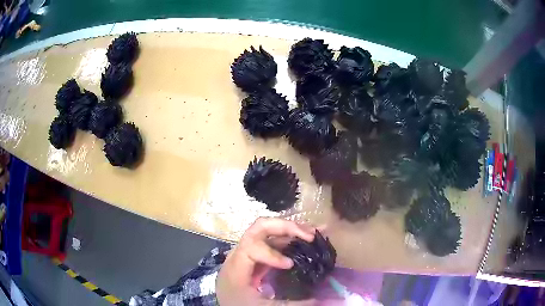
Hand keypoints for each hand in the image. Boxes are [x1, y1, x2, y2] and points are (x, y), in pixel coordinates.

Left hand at [216, 217, 316, 305]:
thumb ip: (291, 304)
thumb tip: (319, 299)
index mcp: (236, 268)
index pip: (250, 247)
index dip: (272, 253)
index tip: (290, 265)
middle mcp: (240, 255)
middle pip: (258, 229)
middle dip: (285, 228)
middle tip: (309, 235)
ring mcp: (248, 253)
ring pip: (267, 231)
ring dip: (291, 230)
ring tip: (313, 232)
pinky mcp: (256, 257)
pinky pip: (272, 242)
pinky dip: (289, 238)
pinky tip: (304, 240)